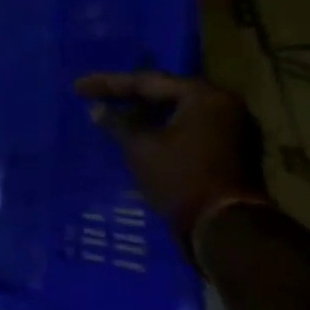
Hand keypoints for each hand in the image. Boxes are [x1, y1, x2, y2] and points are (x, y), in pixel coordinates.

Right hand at [75, 71, 266, 243]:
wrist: (225, 227)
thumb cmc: (180, 178)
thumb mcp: (140, 147)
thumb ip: (117, 123)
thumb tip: (96, 109)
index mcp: (203, 97)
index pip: (147, 82)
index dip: (108, 84)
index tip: (78, 88)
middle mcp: (223, 105)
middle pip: (166, 93)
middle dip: (128, 96)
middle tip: (96, 97)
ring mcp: (231, 129)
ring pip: (177, 112)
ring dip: (144, 114)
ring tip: (112, 115)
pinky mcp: (230, 150)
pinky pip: (187, 128)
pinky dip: (161, 128)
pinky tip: (136, 134)